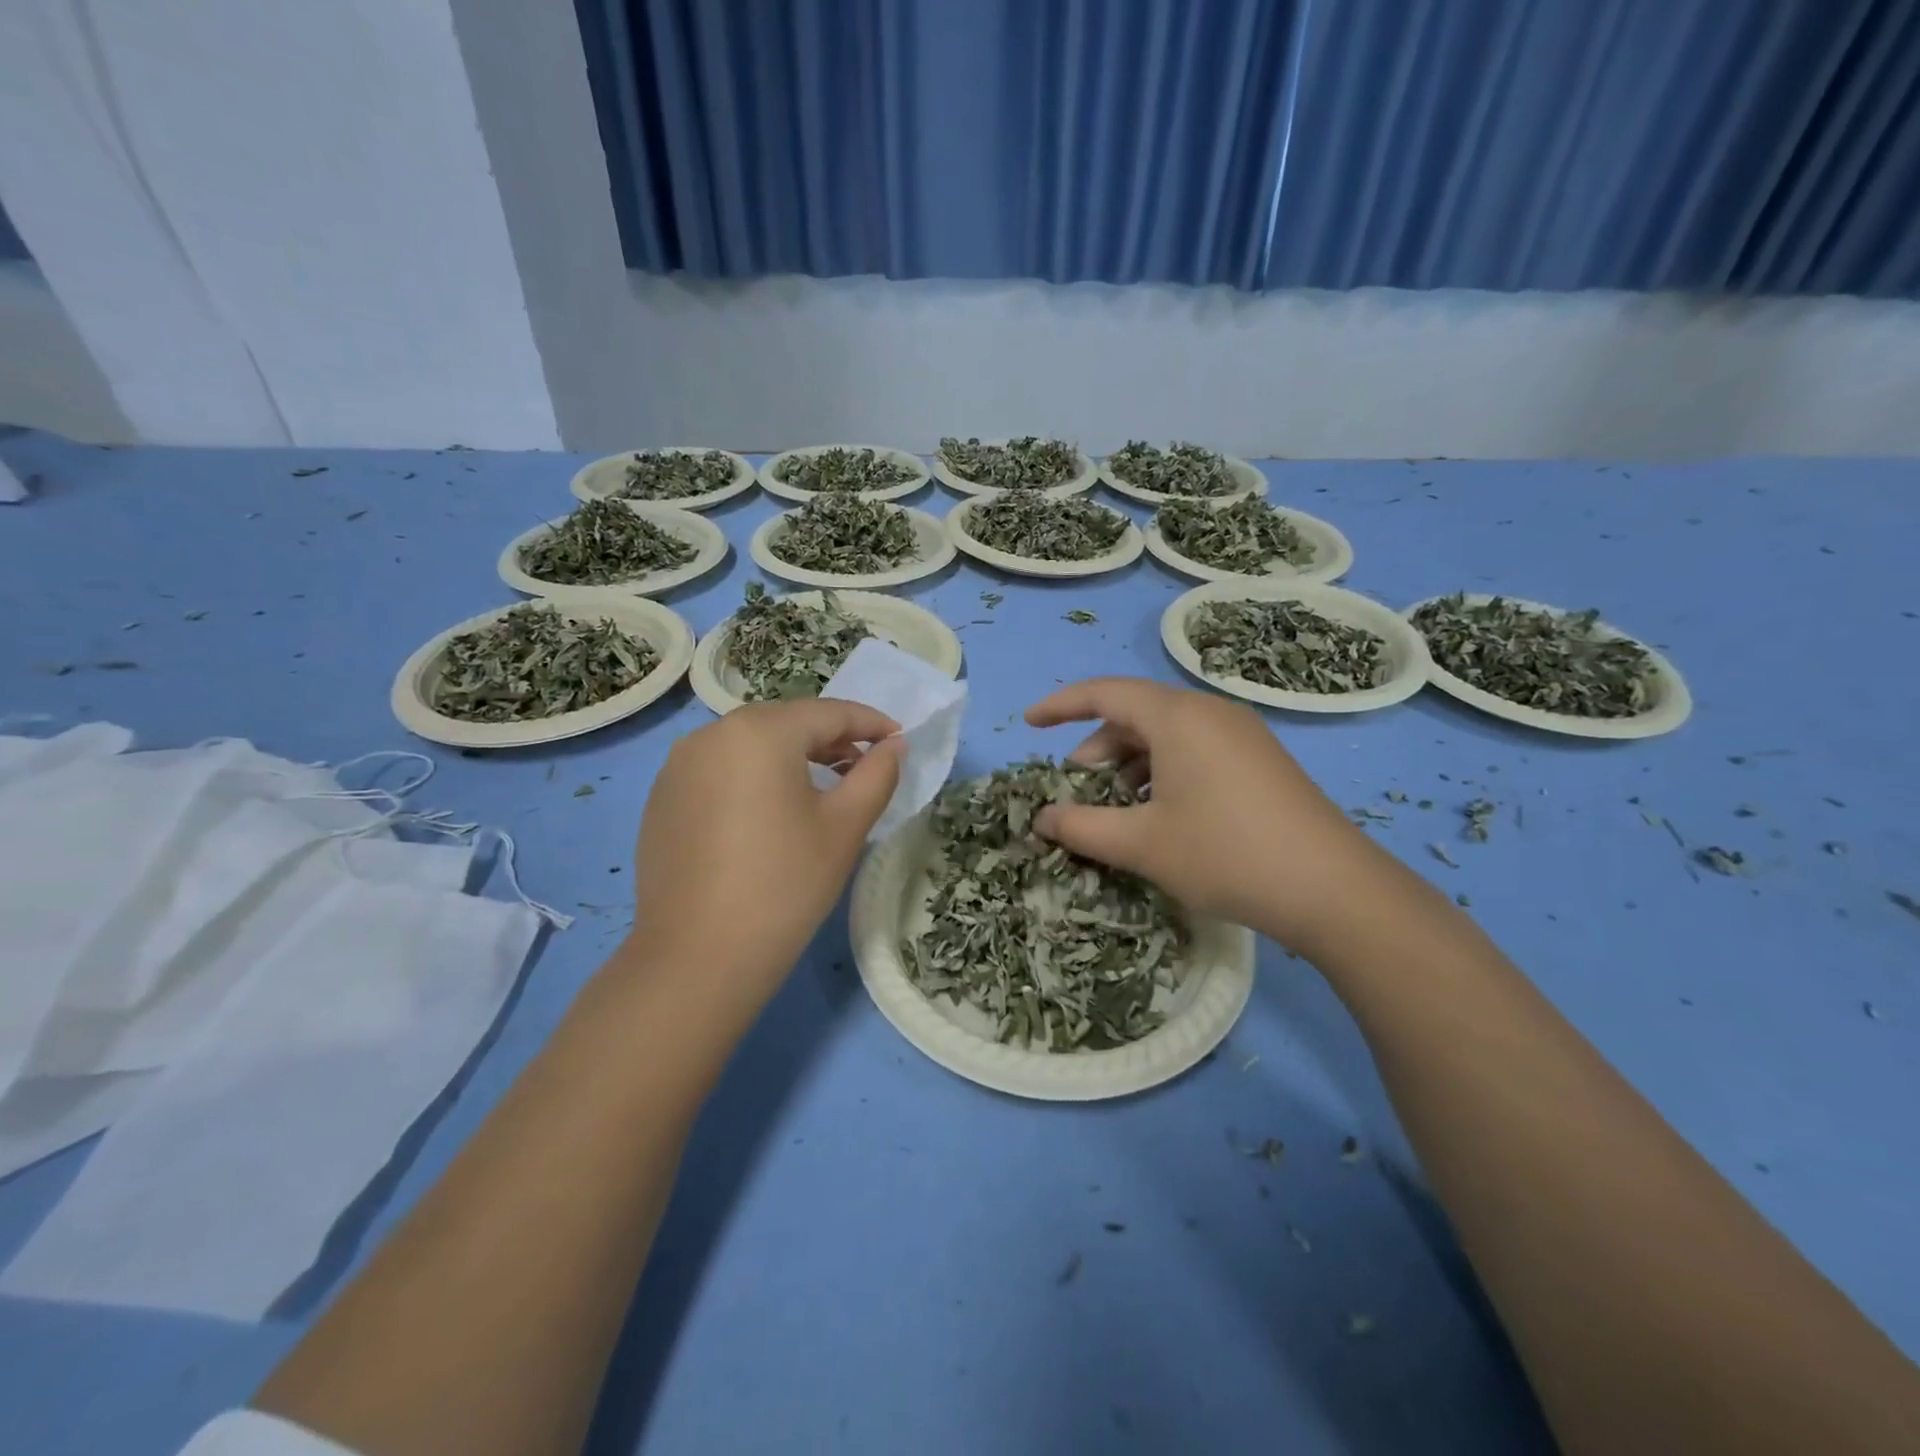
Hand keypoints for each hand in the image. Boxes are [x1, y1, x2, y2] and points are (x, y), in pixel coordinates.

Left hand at [630, 699, 902, 1005]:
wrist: (698, 958)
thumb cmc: (786, 884)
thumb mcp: (846, 826)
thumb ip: (877, 774)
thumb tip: (894, 745)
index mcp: (760, 731)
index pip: (828, 713)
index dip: (870, 723)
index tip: (900, 740)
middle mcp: (711, 734)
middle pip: (787, 723)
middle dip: (831, 739)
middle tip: (864, 766)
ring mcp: (679, 766)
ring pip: (751, 745)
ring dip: (792, 757)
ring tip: (823, 788)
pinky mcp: (663, 798)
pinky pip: (721, 770)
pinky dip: (755, 777)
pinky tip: (770, 814)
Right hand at [1025, 677, 1389, 951]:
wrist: (1333, 889)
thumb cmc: (1225, 854)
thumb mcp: (1141, 844)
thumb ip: (1080, 827)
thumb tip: (1041, 820)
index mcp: (1177, 717)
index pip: (1104, 692)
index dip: (1060, 705)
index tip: (1029, 724)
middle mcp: (1209, 712)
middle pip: (1134, 715)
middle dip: (1096, 750)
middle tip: (1077, 793)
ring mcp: (1241, 735)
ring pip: (1165, 736)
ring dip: (1129, 767)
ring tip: (1116, 812)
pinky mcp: (1260, 760)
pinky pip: (1194, 751)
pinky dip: (1162, 774)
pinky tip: (1160, 816)